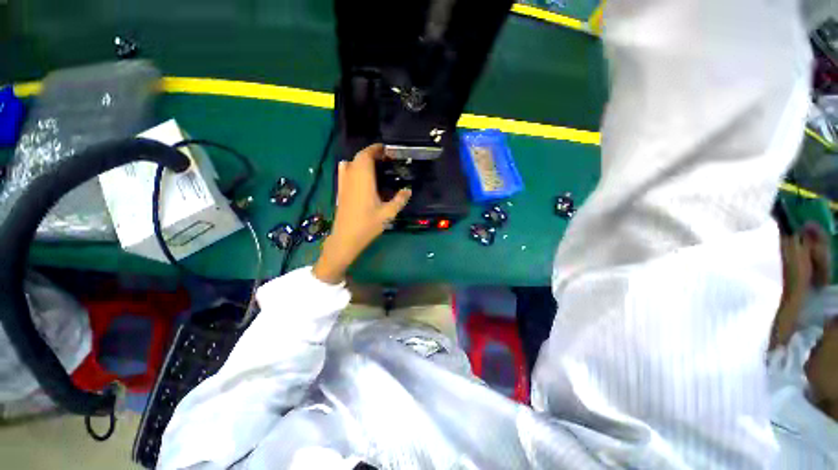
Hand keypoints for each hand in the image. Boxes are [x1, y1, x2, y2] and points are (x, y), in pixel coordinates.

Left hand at [313, 144, 411, 283]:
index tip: (386, 149)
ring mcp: (343, 183)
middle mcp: (351, 177)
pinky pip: (344, 171)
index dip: (375, 149)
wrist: (345, 238)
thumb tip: (408, 190)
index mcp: (363, 179)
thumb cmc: (368, 224)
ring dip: (362, 160)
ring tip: (374, 165)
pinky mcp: (340, 190)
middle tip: (385, 158)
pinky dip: (351, 166)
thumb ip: (399, 200)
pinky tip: (358, 174)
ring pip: (351, 163)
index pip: (366, 155)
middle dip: (371, 153)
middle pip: (358, 157)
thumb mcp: (388, 213)